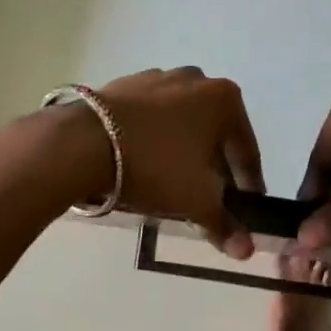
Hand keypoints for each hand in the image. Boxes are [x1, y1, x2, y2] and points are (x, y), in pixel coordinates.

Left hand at [85, 67, 264, 258]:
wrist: (82, 144)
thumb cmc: (155, 166)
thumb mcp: (196, 201)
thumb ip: (224, 224)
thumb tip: (246, 251)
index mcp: (224, 99)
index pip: (247, 151)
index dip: (249, 184)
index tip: (247, 207)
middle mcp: (195, 80)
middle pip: (214, 133)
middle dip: (215, 166)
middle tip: (210, 198)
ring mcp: (156, 78)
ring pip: (182, 124)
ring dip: (184, 151)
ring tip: (174, 183)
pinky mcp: (123, 86)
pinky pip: (151, 119)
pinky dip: (155, 140)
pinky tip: (144, 164)